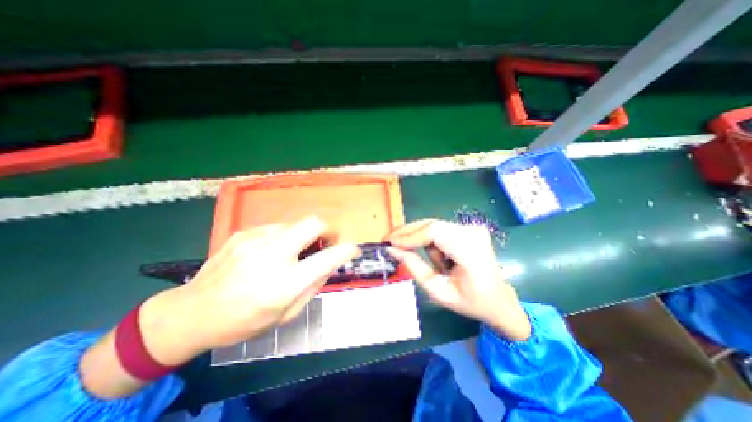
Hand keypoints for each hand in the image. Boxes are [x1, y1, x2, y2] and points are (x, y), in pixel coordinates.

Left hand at [81, 217, 355, 397]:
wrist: (191, 313)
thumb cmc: (243, 321)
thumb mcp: (286, 315)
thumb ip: (313, 286)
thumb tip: (329, 264)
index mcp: (284, 284)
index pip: (327, 258)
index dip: (346, 250)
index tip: (353, 249)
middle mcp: (271, 256)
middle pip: (312, 223)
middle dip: (329, 228)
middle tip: (330, 239)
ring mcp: (255, 240)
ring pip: (296, 223)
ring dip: (306, 234)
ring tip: (299, 248)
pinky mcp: (243, 233)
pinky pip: (277, 227)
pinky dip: (286, 235)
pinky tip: (275, 250)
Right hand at [384, 219, 529, 341]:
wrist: (499, 299)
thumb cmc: (471, 301)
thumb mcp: (438, 291)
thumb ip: (414, 268)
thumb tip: (392, 250)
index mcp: (471, 251)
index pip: (434, 232)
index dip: (409, 236)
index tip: (389, 242)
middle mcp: (472, 232)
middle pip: (431, 224)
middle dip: (407, 233)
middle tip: (389, 242)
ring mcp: (472, 228)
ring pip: (433, 227)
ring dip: (423, 242)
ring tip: (436, 266)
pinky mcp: (468, 228)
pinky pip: (439, 230)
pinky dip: (432, 242)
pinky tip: (441, 258)